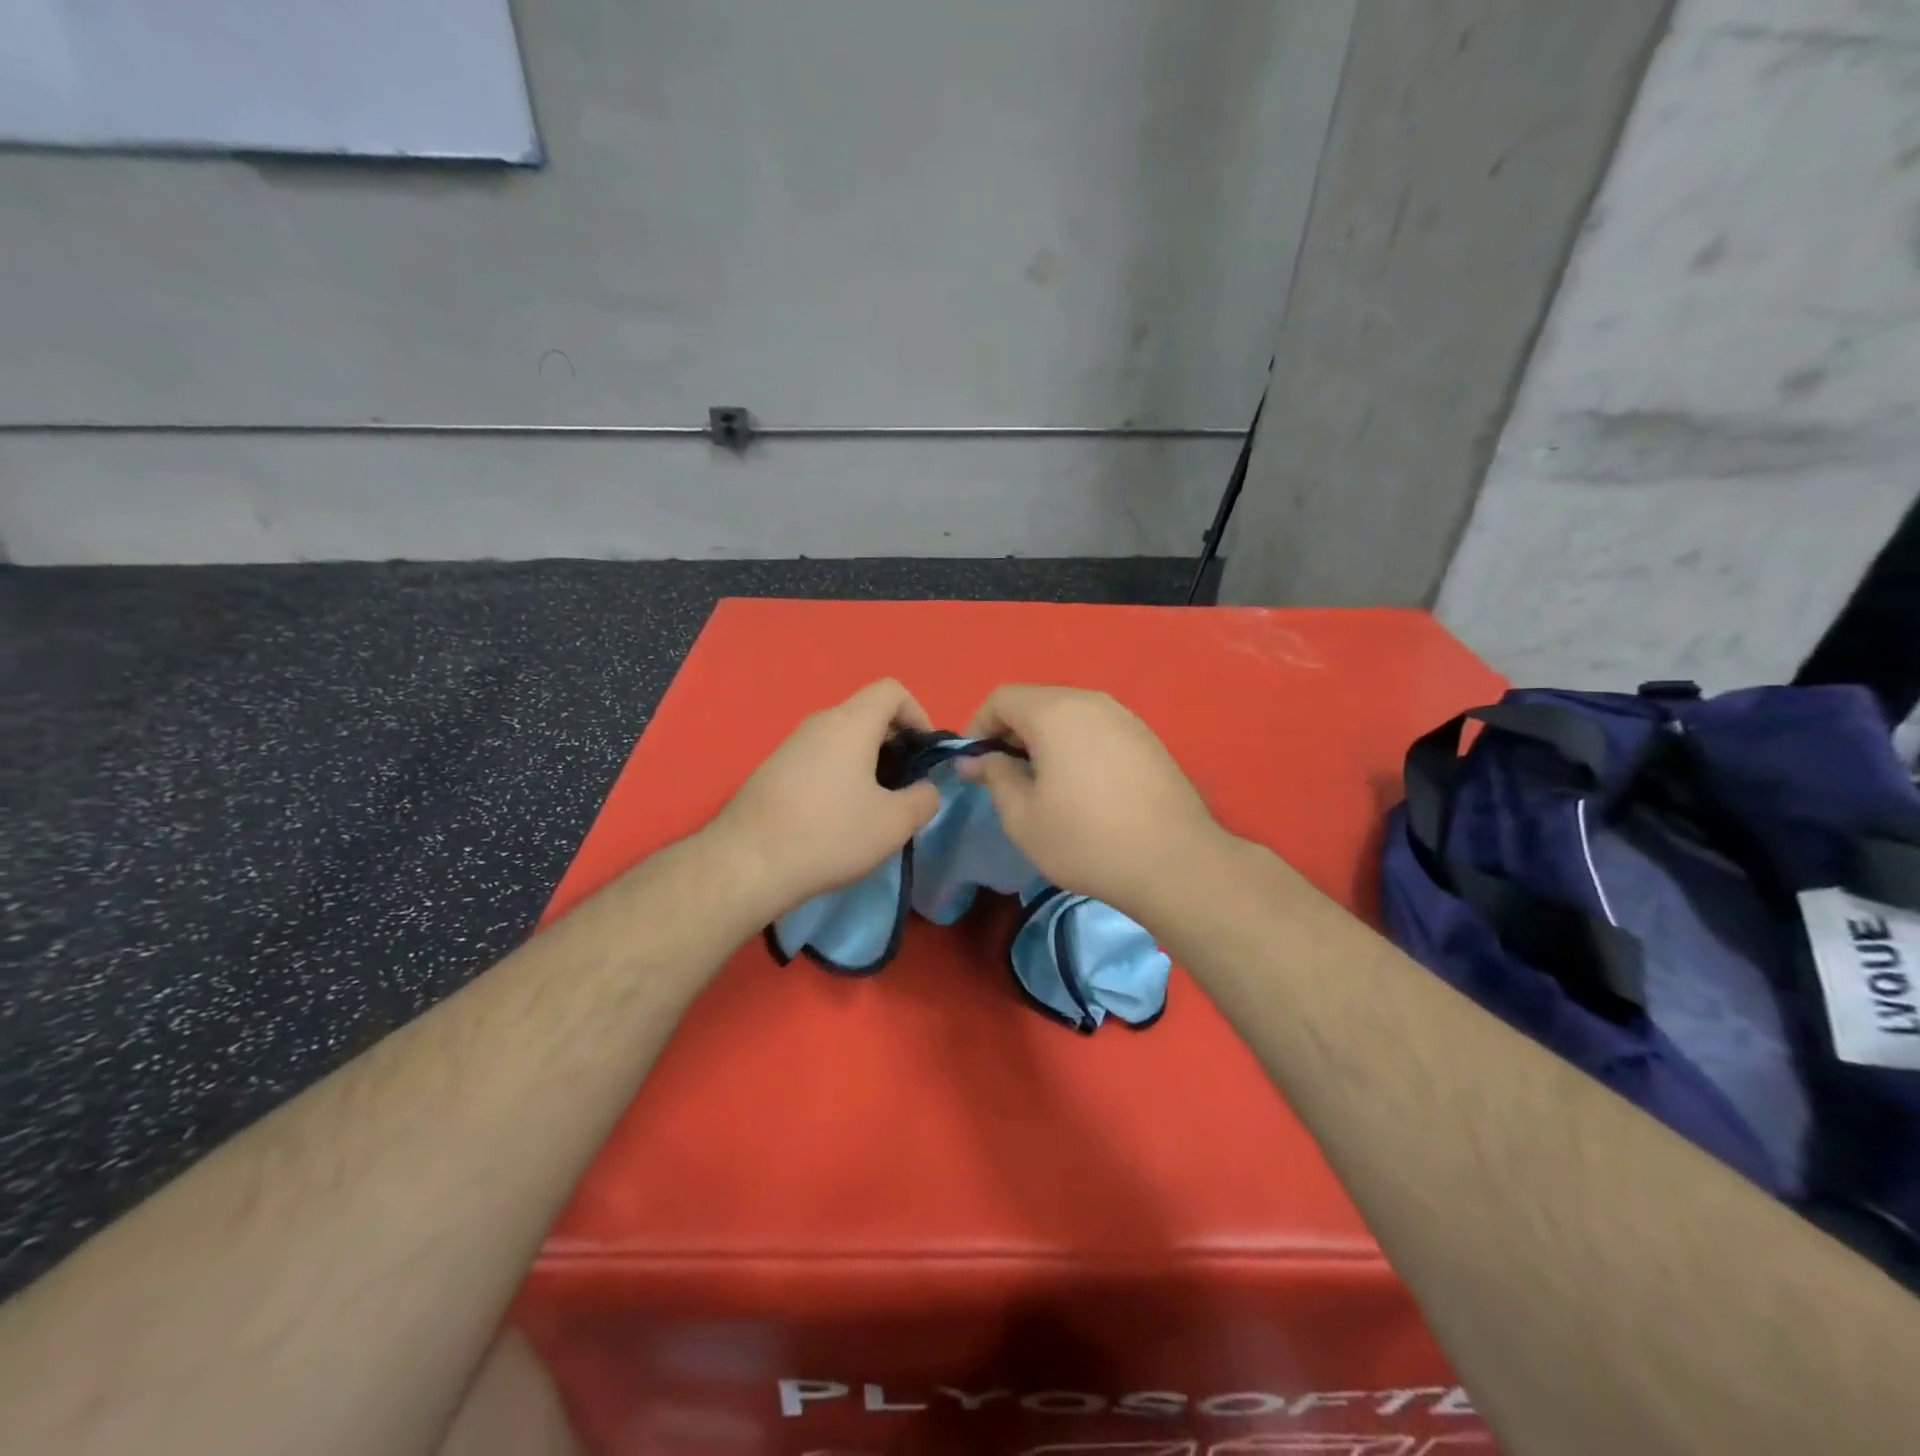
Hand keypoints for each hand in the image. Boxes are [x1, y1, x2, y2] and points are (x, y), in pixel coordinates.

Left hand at [712, 679, 942, 917]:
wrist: (748, 864)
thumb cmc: (830, 834)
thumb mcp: (894, 823)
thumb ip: (924, 798)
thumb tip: (925, 789)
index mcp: (850, 723)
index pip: (892, 691)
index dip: (918, 714)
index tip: (925, 753)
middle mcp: (818, 723)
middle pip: (867, 713)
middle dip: (896, 742)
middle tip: (906, 783)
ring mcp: (790, 745)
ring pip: (842, 738)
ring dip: (868, 761)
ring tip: (875, 804)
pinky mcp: (773, 770)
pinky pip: (819, 757)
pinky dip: (840, 773)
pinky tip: (838, 816)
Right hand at [959, 684, 1229, 921]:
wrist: (1173, 862)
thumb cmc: (1086, 840)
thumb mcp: (1023, 817)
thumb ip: (995, 776)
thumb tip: (975, 760)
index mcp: (1055, 712)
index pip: (1001, 698)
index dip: (978, 726)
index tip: (974, 763)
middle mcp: (1091, 701)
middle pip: (1036, 701)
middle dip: (1011, 731)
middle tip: (1004, 775)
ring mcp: (1124, 717)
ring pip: (1068, 713)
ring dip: (1044, 738)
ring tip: (1042, 782)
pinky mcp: (1146, 737)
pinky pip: (1096, 728)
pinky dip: (1075, 744)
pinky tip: (1081, 785)